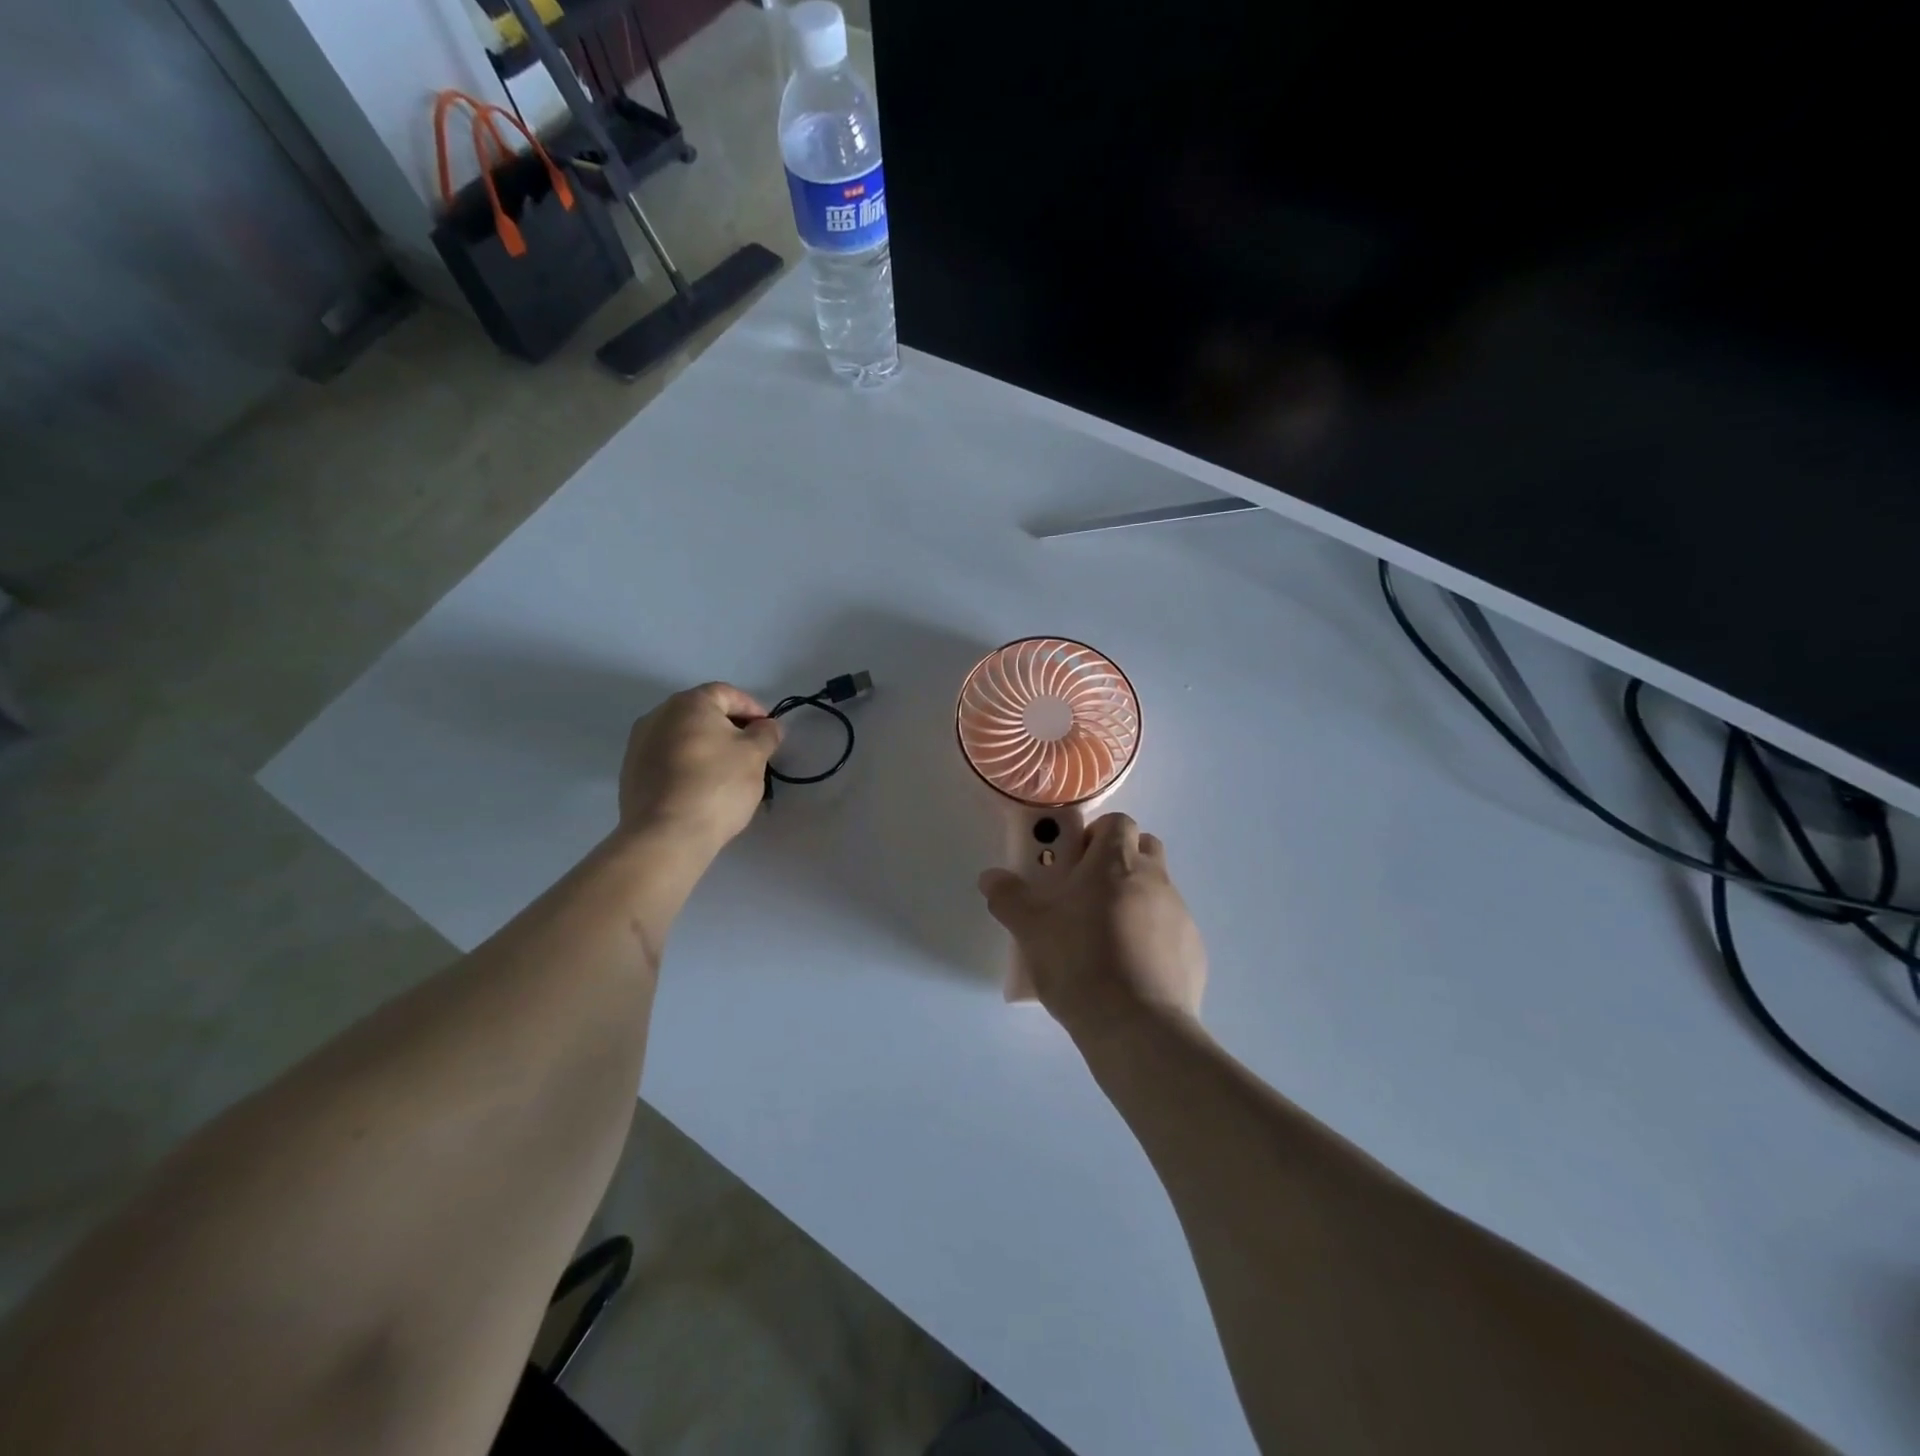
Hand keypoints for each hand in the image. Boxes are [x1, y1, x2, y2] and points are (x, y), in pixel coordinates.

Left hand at [618, 683, 783, 851]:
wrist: (666, 835)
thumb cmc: (717, 785)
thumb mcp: (755, 755)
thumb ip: (766, 733)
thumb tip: (768, 726)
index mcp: (688, 703)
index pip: (728, 694)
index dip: (753, 709)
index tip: (769, 732)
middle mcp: (658, 715)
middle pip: (703, 714)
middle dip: (730, 729)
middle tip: (752, 753)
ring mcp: (639, 745)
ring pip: (684, 737)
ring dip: (708, 748)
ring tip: (728, 774)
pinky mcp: (632, 773)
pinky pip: (668, 759)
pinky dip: (689, 766)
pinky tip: (702, 789)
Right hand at [978, 813, 1206, 1042]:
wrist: (1136, 1026)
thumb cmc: (1078, 961)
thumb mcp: (1030, 929)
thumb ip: (1008, 897)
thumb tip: (990, 878)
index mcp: (1116, 862)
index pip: (1118, 822)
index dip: (1096, 835)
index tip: (1074, 862)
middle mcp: (1154, 879)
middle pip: (1144, 848)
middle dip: (1120, 861)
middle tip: (1089, 893)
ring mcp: (1180, 915)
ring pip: (1158, 890)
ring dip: (1136, 900)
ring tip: (1106, 938)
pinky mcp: (1194, 951)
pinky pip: (1172, 930)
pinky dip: (1154, 938)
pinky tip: (1130, 970)